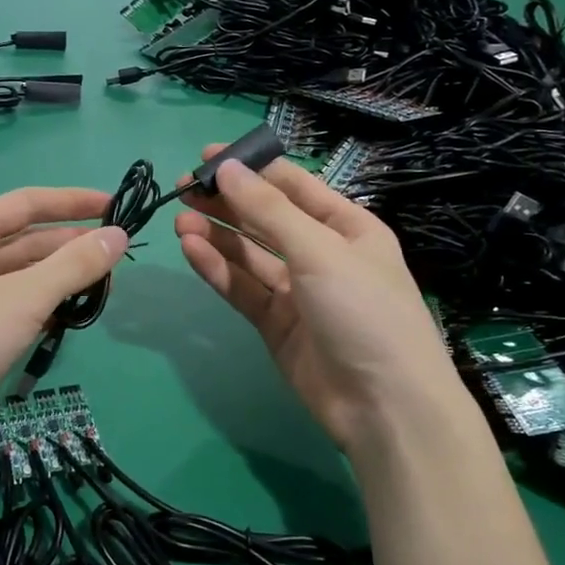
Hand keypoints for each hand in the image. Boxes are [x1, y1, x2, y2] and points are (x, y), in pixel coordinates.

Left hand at [0, 187, 128, 472]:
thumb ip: (74, 265)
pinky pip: (11, 306)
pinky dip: (40, 307)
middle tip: (117, 255)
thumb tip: (119, 235)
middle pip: (24, 240)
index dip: (72, 202)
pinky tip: (68, 315)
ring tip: (103, 286)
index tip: (115, 205)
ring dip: (58, 278)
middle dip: (69, 245)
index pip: (26, 203)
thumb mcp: (24, 298)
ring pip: (19, 276)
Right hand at [175, 149, 473, 457]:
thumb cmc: (364, 311)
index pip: (293, 186)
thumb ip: (268, 210)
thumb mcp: (319, 250)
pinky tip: (191, 249)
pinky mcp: (275, 324)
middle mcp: (321, 254)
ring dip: (216, 235)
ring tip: (179, 220)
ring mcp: (297, 291)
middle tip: (182, 189)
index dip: (251, 169)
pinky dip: (217, 268)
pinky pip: (242, 287)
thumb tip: (227, 167)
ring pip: (248, 254)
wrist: (385, 407)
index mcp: (346, 227)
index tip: (207, 156)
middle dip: (226, 202)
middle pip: (265, 219)